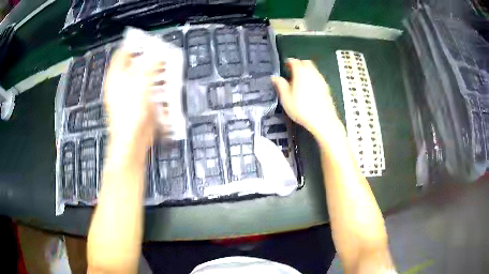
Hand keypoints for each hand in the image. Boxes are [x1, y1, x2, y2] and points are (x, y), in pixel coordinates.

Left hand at [103, 49, 162, 153]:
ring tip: (166, 67)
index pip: (122, 53)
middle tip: (162, 53)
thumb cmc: (130, 113)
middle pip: (134, 64)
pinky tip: (165, 84)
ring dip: (154, 71)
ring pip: (142, 76)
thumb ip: (149, 65)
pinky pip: (148, 89)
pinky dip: (156, 84)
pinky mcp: (138, 104)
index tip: (149, 40)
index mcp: (115, 77)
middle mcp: (120, 84)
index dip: (134, 44)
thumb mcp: (139, 84)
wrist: (132, 141)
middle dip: (148, 58)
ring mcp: (129, 94)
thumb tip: (157, 52)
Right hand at [272, 59, 343, 139]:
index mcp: (301, 72)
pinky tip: (309, 88)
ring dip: (306, 71)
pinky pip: (318, 77)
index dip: (288, 62)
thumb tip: (275, 77)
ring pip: (313, 69)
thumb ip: (280, 85)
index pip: (294, 61)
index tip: (284, 66)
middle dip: (298, 64)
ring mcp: (321, 79)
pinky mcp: (326, 87)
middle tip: (292, 71)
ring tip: (300, 80)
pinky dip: (312, 78)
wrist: (323, 120)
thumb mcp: (286, 98)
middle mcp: (312, 72)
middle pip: (305, 62)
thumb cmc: (302, 109)